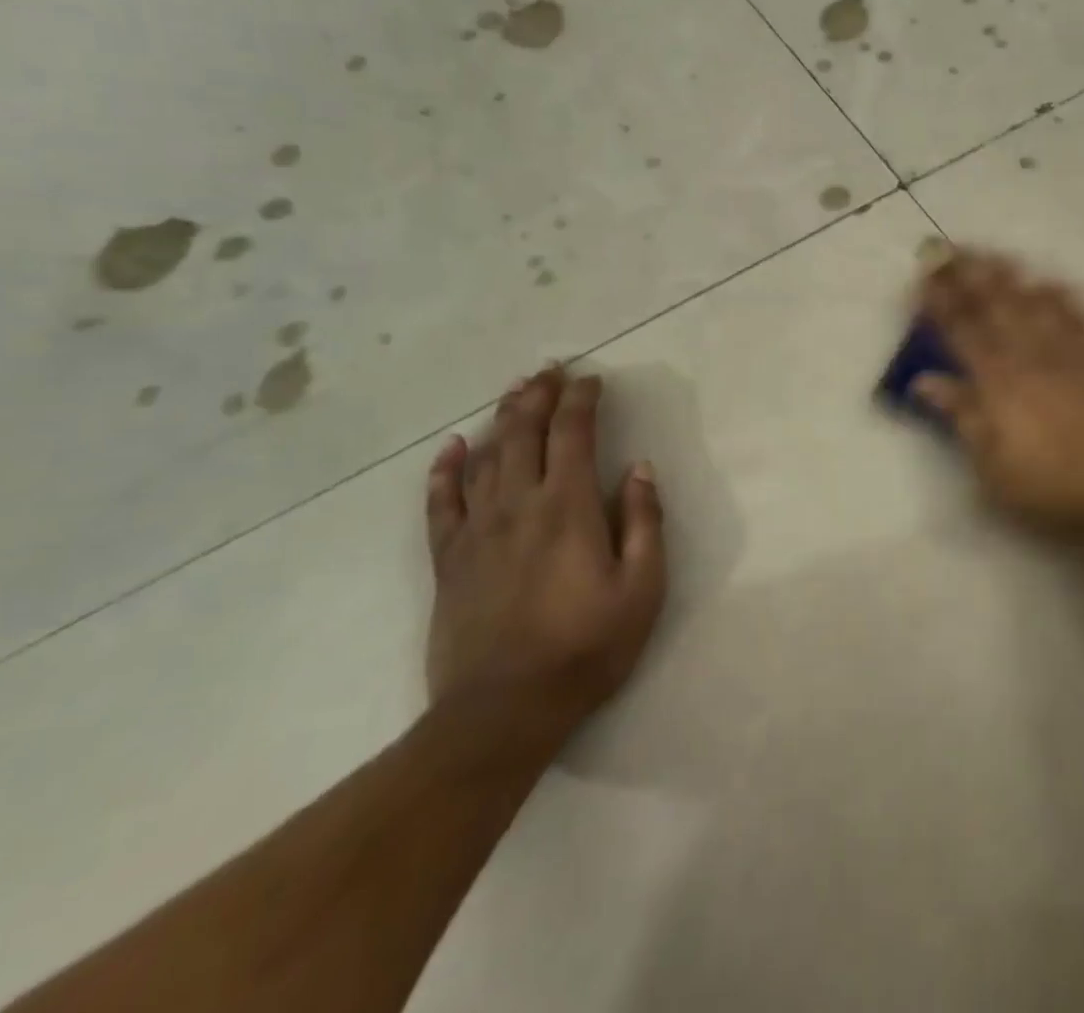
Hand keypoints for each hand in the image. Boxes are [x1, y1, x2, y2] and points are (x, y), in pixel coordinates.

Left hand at [424, 365, 665, 725]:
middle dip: (538, 394)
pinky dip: (445, 470)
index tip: (592, 379)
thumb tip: (639, 468)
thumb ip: (643, 521)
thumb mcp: (642, 588)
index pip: (572, 432)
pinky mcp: (448, 560)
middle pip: (523, 432)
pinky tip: (452, 447)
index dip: (581, 399)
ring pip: (485, 457)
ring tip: (514, 391)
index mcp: (567, 506)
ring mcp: (477, 531)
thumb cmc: (585, 647)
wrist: (501, 713)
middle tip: (550, 370)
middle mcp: (518, 504)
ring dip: (501, 418)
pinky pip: (440, 504)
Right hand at [915, 249, 1083, 544]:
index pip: (961, 329)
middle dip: (966, 274)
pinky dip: (1064, 296)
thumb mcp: (992, 463)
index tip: (923, 274)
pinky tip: (1053, 283)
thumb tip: (923, 379)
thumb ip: (960, 414)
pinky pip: (1081, 315)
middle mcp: (1031, 354)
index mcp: (998, 380)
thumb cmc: (1050, 484)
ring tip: (990, 254)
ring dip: (1008, 275)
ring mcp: (1070, 351)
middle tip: (946, 248)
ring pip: (1034, 301)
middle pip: (994, 304)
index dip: (939, 300)